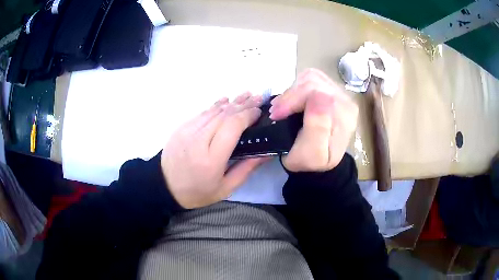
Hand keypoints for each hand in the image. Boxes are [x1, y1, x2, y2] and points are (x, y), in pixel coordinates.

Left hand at [161, 93, 269, 208]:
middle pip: (224, 115)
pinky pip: (202, 113)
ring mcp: (187, 131)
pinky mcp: (181, 128)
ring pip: (213, 111)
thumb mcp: (225, 188)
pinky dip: (216, 105)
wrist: (165, 187)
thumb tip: (266, 152)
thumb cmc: (197, 192)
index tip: (259, 112)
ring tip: (247, 95)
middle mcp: (198, 140)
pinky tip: (226, 100)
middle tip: (258, 98)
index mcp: (211, 159)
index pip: (232, 127)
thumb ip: (246, 169)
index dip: (247, 115)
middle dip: (243, 104)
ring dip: (232, 102)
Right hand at [269, 68, 358, 171]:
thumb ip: (317, 127)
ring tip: (283, 107)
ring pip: (311, 76)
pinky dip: (298, 85)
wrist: (316, 163)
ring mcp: (340, 93)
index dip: (292, 100)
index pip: (316, 92)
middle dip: (289, 95)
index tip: (276, 115)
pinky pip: (312, 77)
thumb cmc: (311, 162)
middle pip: (313, 81)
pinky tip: (293, 100)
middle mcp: (346, 100)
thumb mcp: (312, 154)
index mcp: (344, 116)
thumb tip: (317, 96)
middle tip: (275, 112)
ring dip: (292, 90)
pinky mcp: (331, 89)